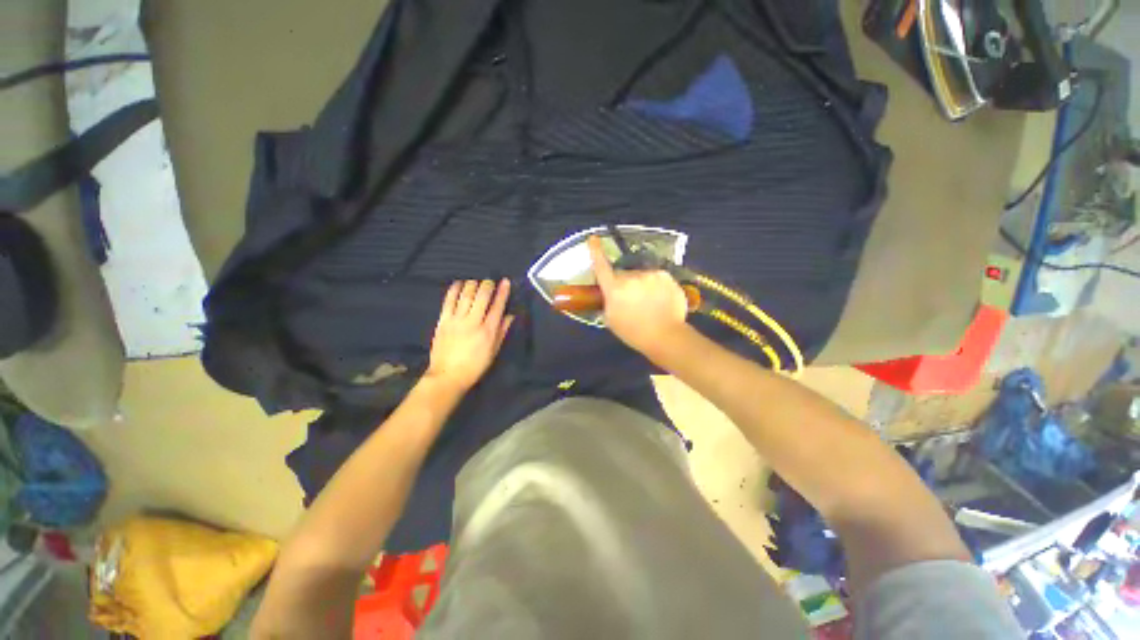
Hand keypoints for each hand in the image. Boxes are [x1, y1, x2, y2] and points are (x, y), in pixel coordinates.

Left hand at [425, 279, 514, 391]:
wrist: (447, 376)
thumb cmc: (474, 366)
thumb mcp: (493, 351)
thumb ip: (502, 332)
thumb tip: (510, 315)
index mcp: (488, 331)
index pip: (497, 306)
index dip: (503, 292)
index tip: (505, 281)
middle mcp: (473, 322)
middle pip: (482, 297)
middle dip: (487, 284)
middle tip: (490, 280)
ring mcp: (457, 320)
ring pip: (466, 295)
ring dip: (472, 284)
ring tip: (476, 281)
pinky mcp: (443, 321)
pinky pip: (449, 301)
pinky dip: (454, 289)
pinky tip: (458, 283)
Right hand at [588, 235, 690, 355]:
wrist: (666, 336)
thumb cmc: (634, 332)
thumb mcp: (611, 320)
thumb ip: (607, 303)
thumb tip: (609, 294)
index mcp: (614, 289)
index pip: (601, 266)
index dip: (595, 251)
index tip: (593, 238)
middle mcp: (631, 277)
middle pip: (623, 274)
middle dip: (624, 283)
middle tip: (631, 300)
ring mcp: (650, 274)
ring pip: (640, 275)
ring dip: (641, 284)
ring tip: (649, 302)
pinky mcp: (666, 275)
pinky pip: (655, 277)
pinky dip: (655, 285)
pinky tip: (660, 299)